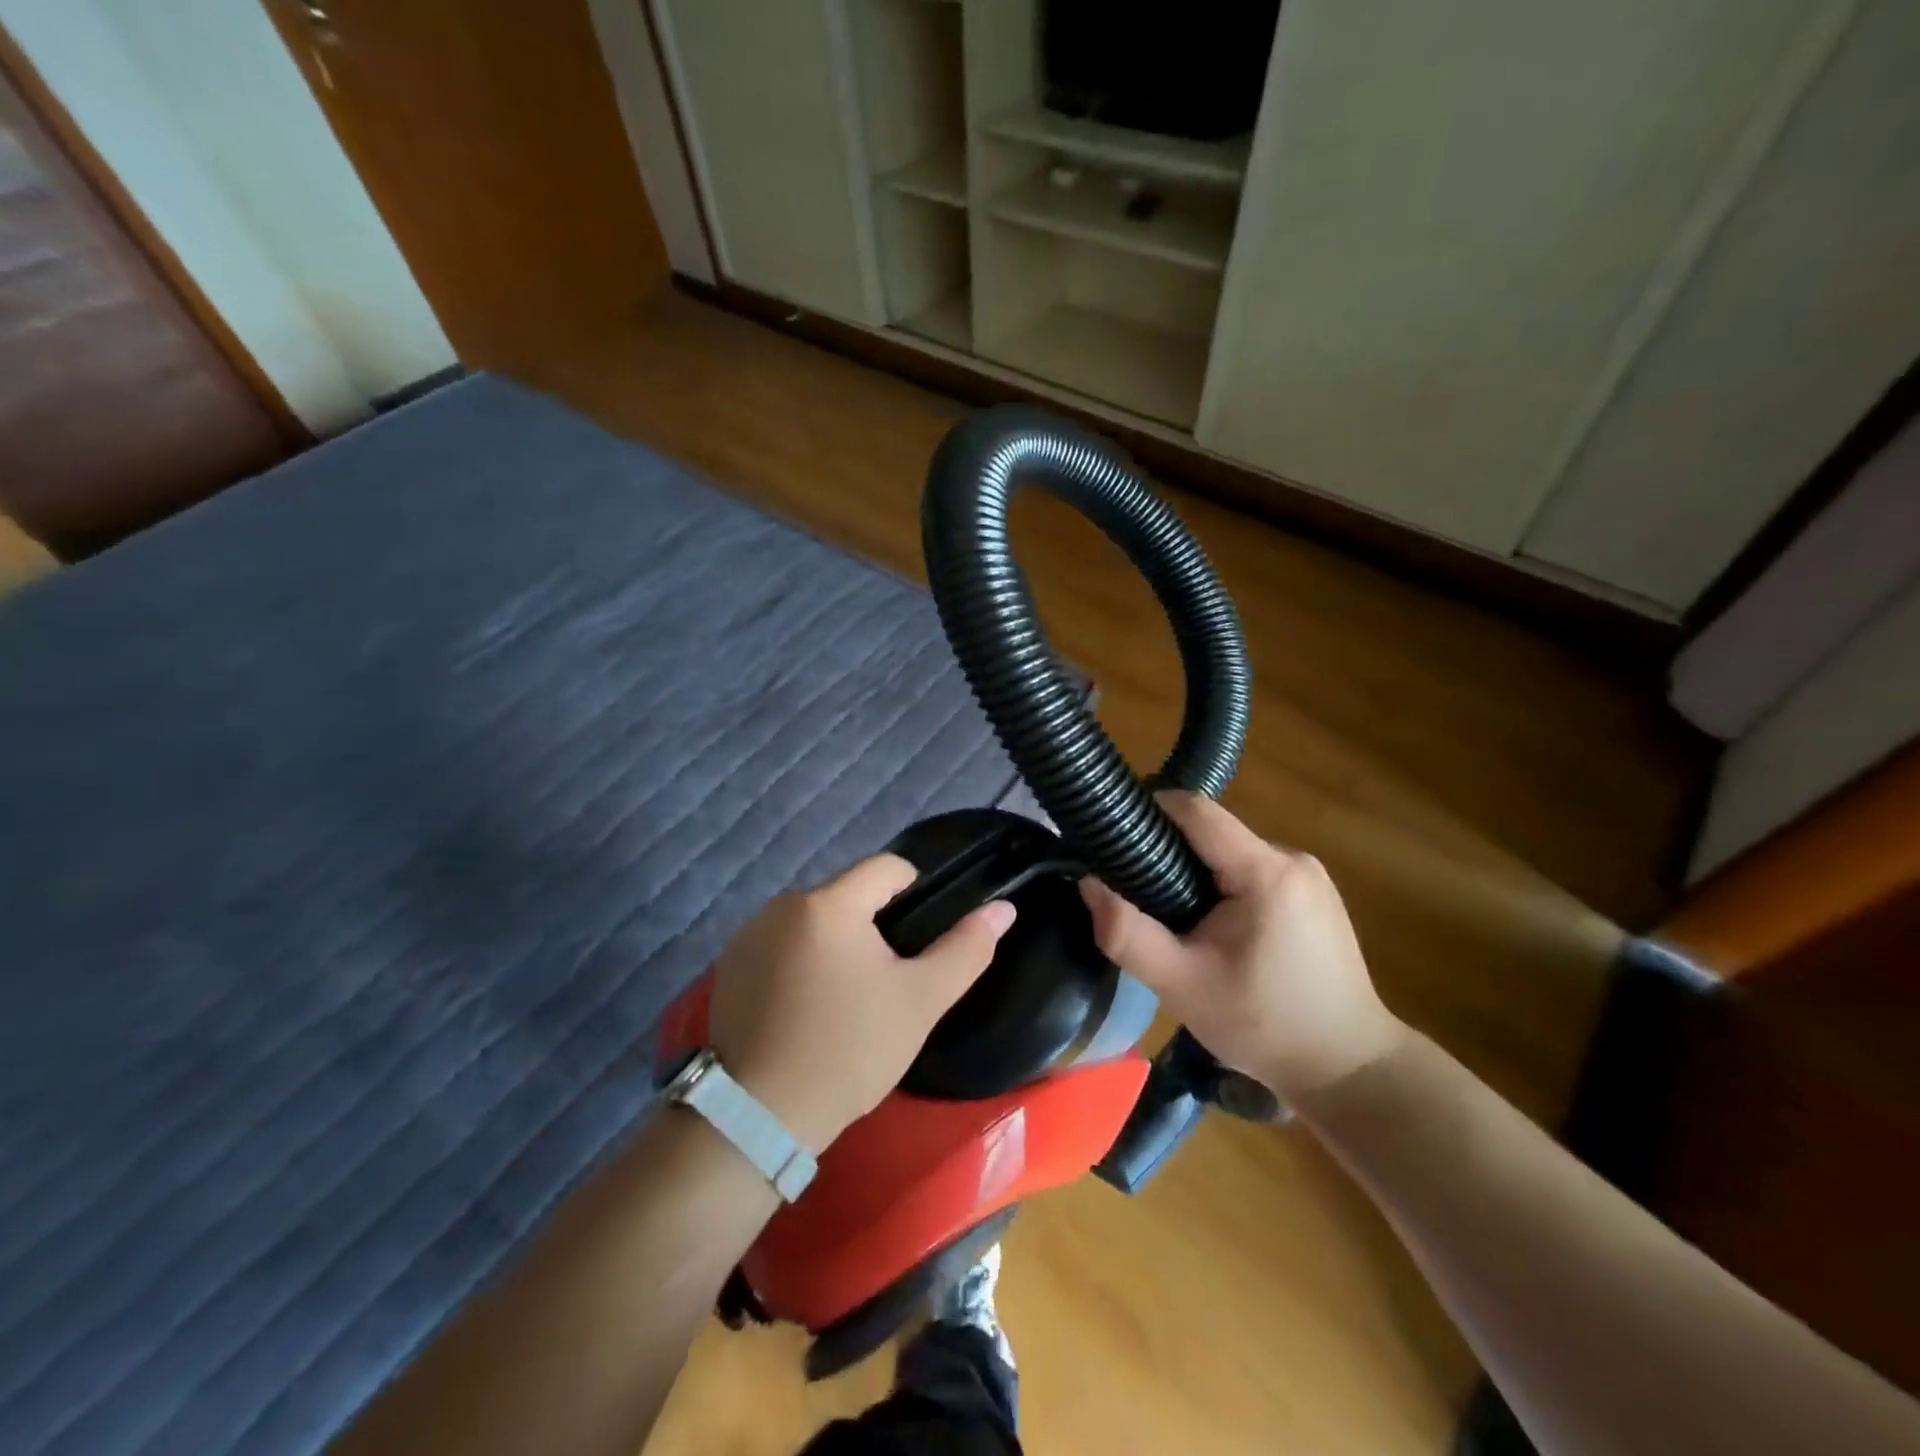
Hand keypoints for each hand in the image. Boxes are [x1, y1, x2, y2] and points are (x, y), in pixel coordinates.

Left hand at [708, 855, 1015, 1149]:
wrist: (760, 1116)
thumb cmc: (849, 1051)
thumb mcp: (920, 1001)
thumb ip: (966, 948)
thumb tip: (1003, 908)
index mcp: (829, 903)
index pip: (886, 867)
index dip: (914, 892)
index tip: (918, 941)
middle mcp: (783, 904)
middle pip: (848, 893)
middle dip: (873, 923)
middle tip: (884, 980)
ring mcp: (749, 934)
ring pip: (814, 919)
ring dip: (836, 941)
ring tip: (845, 997)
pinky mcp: (729, 965)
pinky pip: (781, 943)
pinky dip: (800, 959)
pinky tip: (805, 1006)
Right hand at [1079, 792, 1403, 1104]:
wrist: (1349, 1070)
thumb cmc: (1263, 1026)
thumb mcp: (1181, 986)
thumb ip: (1127, 934)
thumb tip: (1087, 883)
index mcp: (1266, 872)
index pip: (1196, 810)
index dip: (1151, 811)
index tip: (1115, 835)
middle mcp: (1293, 859)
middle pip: (1212, 832)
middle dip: (1170, 851)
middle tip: (1136, 891)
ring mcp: (1310, 876)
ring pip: (1231, 852)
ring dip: (1197, 872)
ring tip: (1172, 916)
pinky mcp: (1315, 895)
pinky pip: (1254, 871)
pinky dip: (1225, 886)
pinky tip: (1216, 930)